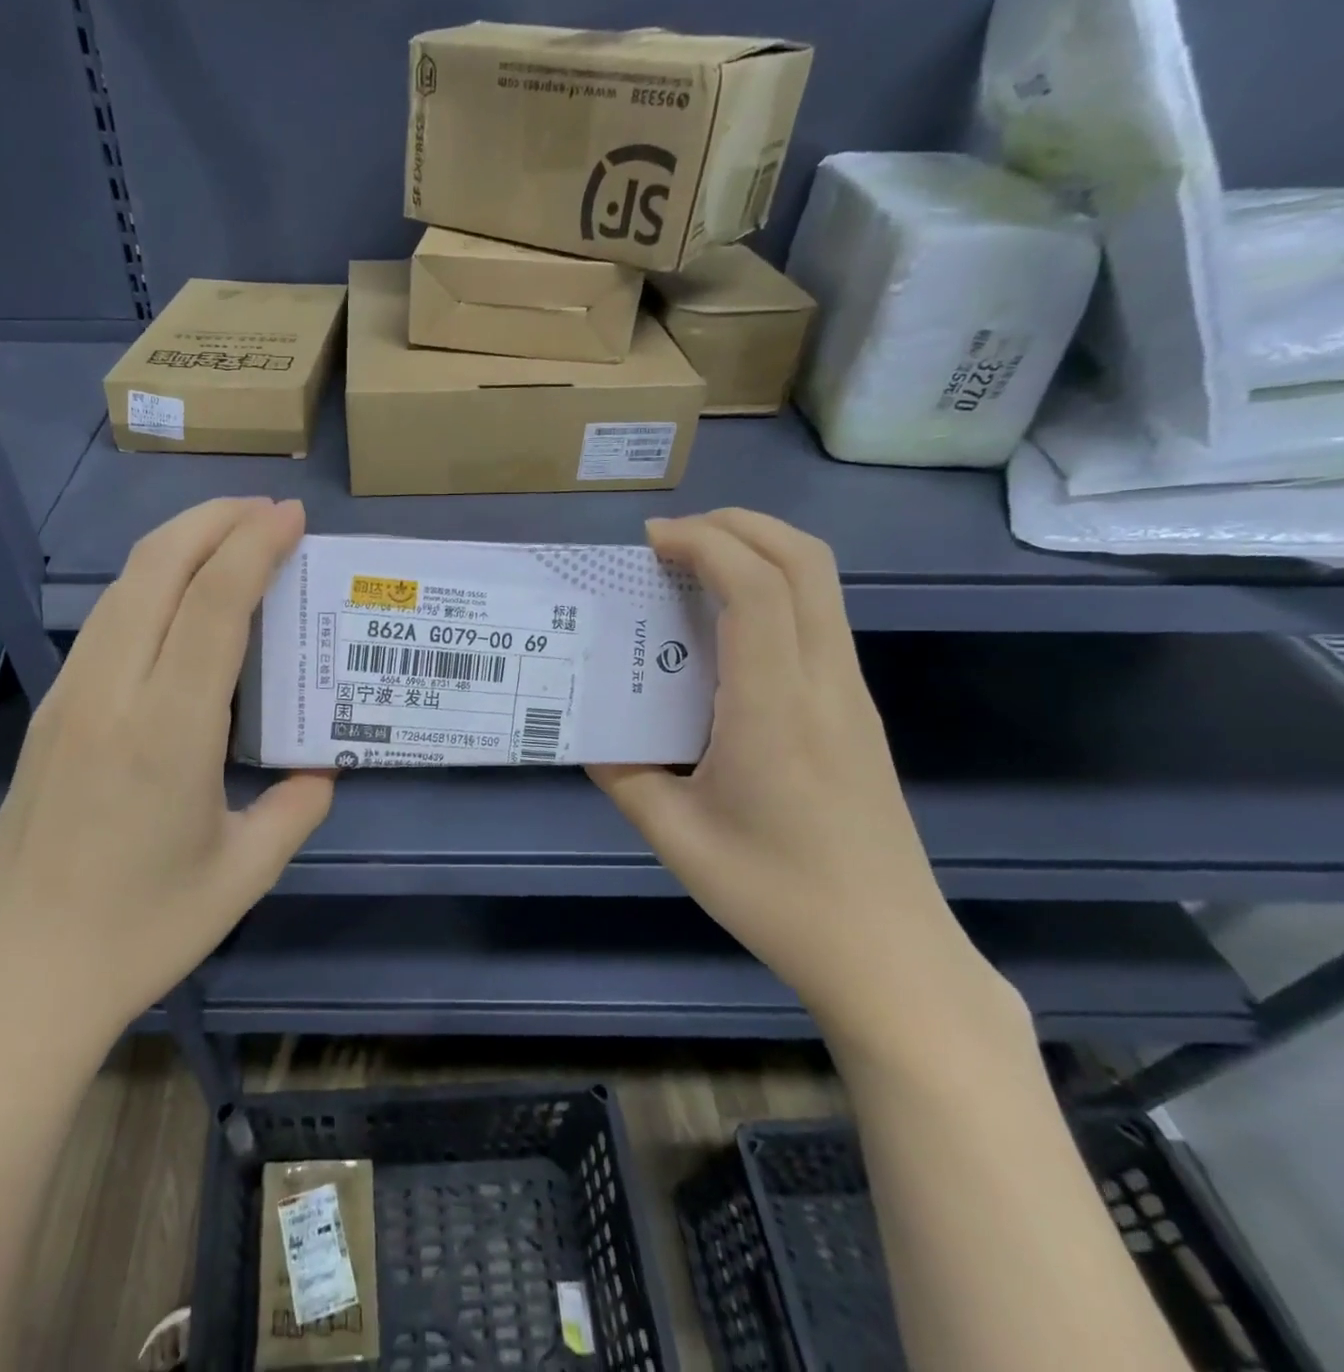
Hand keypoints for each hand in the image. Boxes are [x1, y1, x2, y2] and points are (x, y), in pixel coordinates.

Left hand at [0, 497, 332, 1044]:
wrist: (14, 983)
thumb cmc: (139, 934)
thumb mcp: (243, 874)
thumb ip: (296, 809)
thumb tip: (323, 768)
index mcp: (168, 730)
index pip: (213, 603)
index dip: (254, 546)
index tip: (292, 517)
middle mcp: (111, 694)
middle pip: (157, 569)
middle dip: (214, 520)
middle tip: (266, 510)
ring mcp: (70, 698)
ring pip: (123, 587)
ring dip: (178, 545)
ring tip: (229, 537)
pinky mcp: (51, 715)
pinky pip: (105, 622)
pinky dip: (149, 584)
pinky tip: (178, 601)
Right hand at [589, 510, 1011, 1050]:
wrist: (888, 954)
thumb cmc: (775, 896)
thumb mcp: (674, 837)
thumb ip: (622, 775)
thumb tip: (591, 735)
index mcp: (774, 710)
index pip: (754, 588)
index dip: (704, 544)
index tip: (650, 542)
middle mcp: (824, 684)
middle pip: (804, 561)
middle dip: (737, 525)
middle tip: (672, 538)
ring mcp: (851, 695)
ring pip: (820, 585)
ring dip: (759, 552)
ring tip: (693, 568)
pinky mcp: (858, 712)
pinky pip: (819, 620)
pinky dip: (773, 590)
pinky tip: (725, 629)